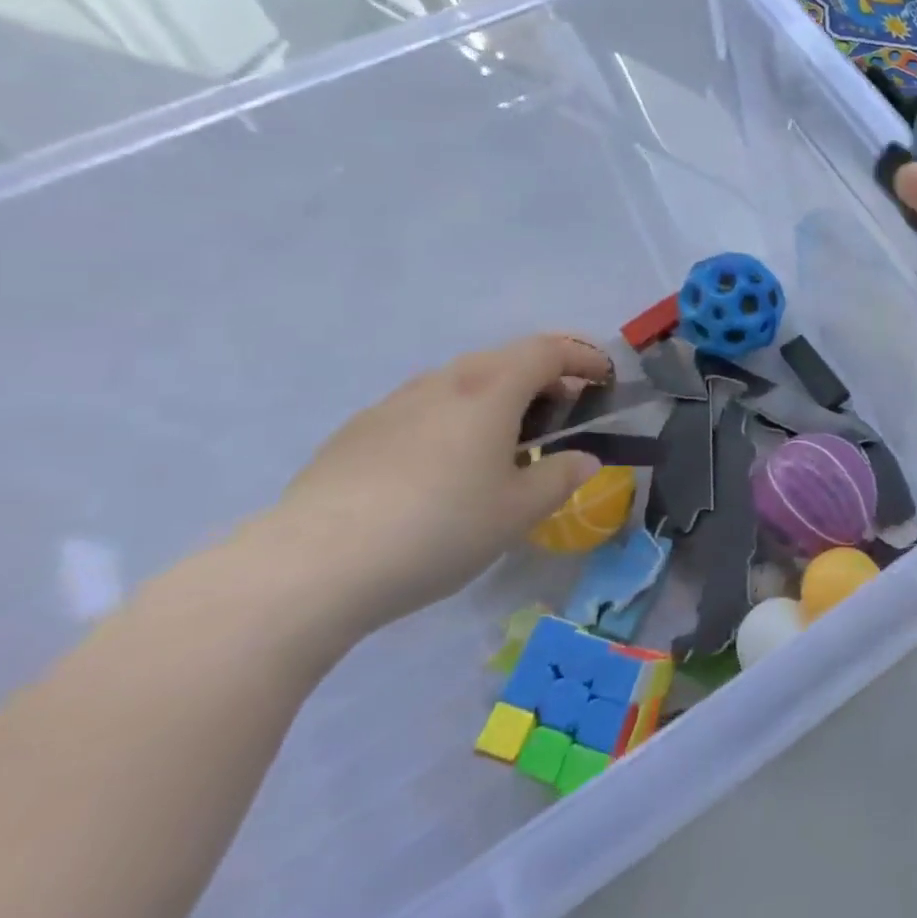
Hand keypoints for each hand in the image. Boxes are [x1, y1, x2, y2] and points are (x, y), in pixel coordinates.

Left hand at [256, 334, 611, 634]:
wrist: (310, 567)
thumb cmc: (438, 529)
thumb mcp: (519, 511)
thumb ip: (561, 477)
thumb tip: (583, 459)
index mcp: (491, 389)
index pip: (550, 350)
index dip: (585, 357)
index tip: (606, 380)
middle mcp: (444, 382)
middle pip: (506, 359)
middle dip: (545, 377)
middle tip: (563, 416)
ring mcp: (394, 403)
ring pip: (462, 382)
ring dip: (498, 398)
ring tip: (505, 445)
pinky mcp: (358, 432)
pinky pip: (425, 408)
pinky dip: (456, 418)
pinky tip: (445, 468)